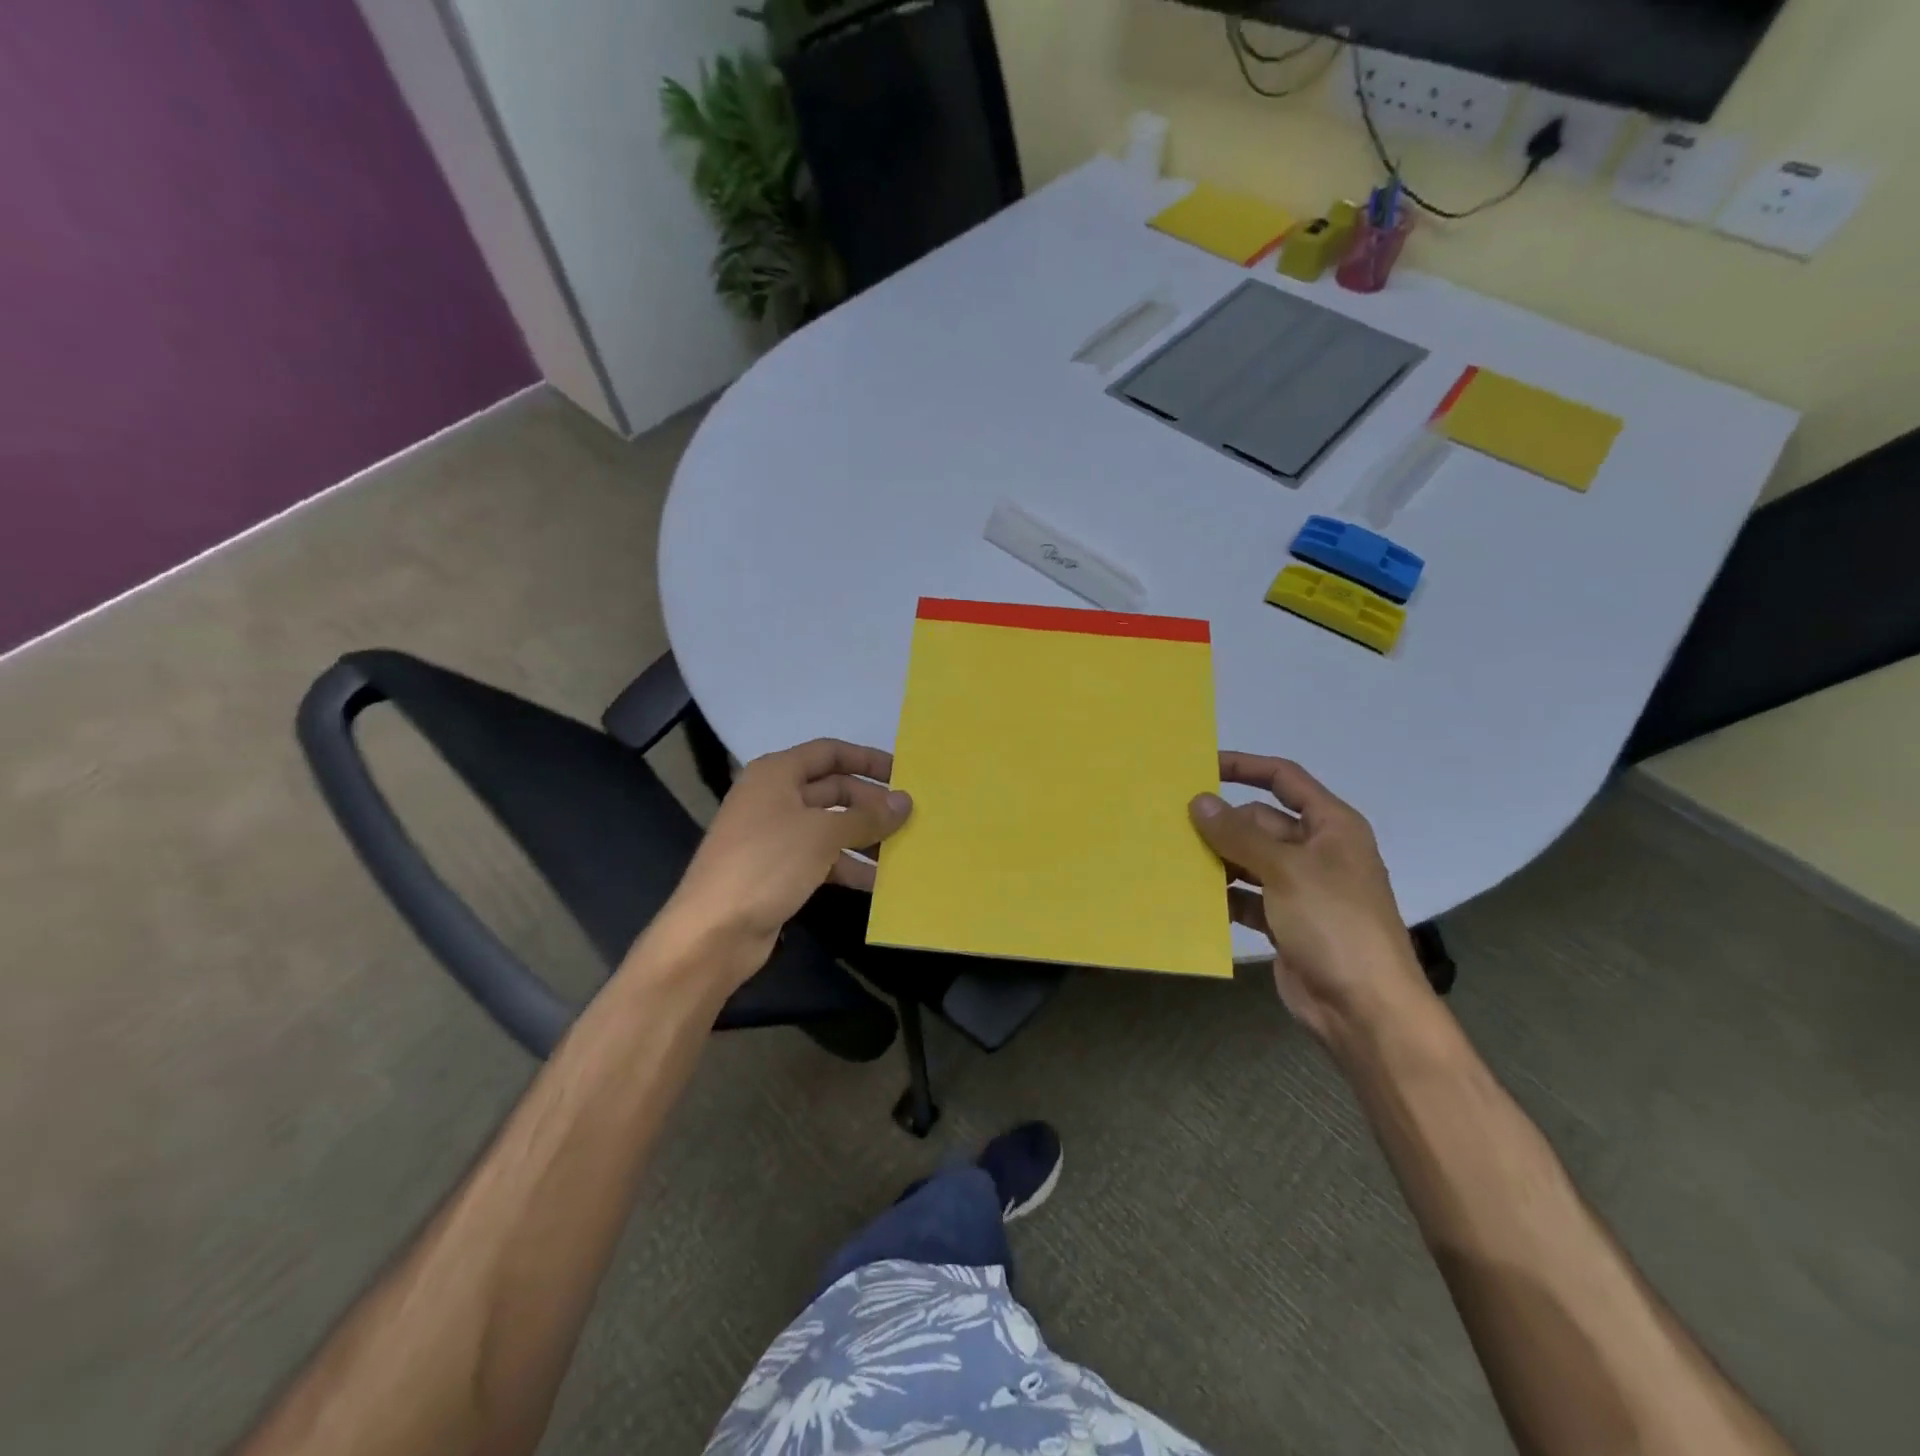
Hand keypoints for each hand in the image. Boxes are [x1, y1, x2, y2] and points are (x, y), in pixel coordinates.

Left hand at [656, 739, 910, 979]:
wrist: (713, 932)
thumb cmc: (767, 864)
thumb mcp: (823, 834)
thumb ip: (866, 817)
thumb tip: (906, 802)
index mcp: (777, 774)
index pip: (829, 752)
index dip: (866, 759)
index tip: (903, 774)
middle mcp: (774, 798)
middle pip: (832, 790)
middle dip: (871, 804)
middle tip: (910, 819)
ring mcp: (774, 836)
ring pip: (830, 827)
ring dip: (864, 837)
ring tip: (902, 852)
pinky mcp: (777, 871)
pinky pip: (821, 858)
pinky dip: (848, 866)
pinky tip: (878, 883)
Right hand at [1189, 753, 1430, 1046]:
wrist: (1364, 1008)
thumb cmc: (1334, 924)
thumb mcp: (1285, 870)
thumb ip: (1239, 835)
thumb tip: (1198, 801)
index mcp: (1330, 826)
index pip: (1284, 780)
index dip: (1245, 767)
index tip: (1202, 766)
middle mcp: (1316, 851)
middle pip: (1260, 822)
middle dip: (1222, 824)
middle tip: (1172, 823)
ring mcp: (1300, 888)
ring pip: (1249, 860)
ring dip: (1218, 860)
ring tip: (1173, 857)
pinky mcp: (1285, 921)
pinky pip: (1246, 896)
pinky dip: (1223, 896)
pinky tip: (1192, 896)